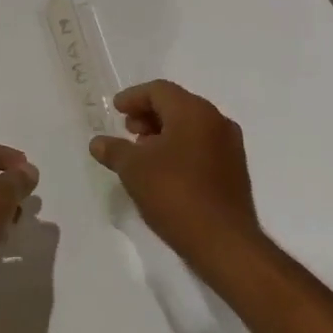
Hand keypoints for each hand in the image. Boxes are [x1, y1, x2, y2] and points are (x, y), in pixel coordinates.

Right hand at [88, 80, 260, 271]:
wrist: (223, 241)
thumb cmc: (175, 193)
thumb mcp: (133, 169)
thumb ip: (114, 150)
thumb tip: (98, 143)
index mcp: (194, 112)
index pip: (159, 90)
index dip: (133, 97)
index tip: (116, 110)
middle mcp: (216, 121)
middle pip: (177, 105)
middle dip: (149, 115)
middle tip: (128, 131)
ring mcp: (230, 146)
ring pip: (191, 126)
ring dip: (164, 132)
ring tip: (142, 152)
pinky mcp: (234, 170)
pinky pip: (202, 145)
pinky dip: (180, 148)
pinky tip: (164, 170)